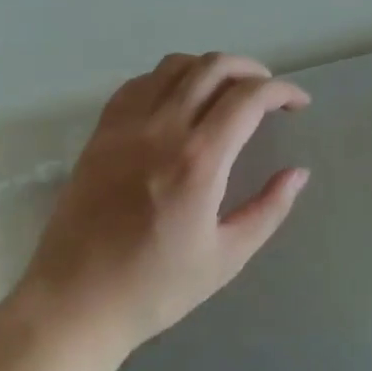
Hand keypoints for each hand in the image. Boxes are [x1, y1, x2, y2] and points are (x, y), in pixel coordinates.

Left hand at [19, 52, 310, 354]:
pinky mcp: (101, 132)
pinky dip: (169, 78)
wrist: (73, 304)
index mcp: (199, 161)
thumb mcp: (226, 259)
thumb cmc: (154, 288)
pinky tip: (178, 100)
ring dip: (210, 68)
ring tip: (227, 91)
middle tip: (268, 92)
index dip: (282, 91)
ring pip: (175, 65)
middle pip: (214, 67)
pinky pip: (139, 83)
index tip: (298, 104)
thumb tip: (298, 172)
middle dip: (251, 69)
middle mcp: (163, 129)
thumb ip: (268, 209)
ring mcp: (126, 126)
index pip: (248, 98)